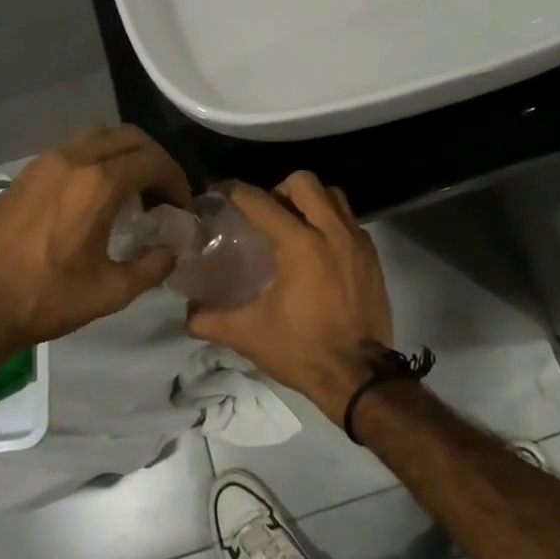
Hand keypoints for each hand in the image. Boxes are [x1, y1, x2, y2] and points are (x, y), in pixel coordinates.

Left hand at [0, 126, 190, 346]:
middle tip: (162, 193)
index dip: (176, 180)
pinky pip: (73, 147)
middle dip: (154, 159)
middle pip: (129, 137)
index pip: (153, 161)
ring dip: (124, 153)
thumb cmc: (45, 298)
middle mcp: (74, 159)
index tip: (181, 207)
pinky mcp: (27, 171)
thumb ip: (152, 266)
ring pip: (99, 135)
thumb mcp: (110, 292)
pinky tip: (95, 194)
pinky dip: (96, 157)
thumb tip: (175, 251)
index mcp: (98, 184)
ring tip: (131, 188)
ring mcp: (46, 161)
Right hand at [186, 172, 392, 425]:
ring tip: (294, 224)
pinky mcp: (372, 256)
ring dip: (310, 201)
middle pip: (304, 182)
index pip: (261, 202)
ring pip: (332, 196)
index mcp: (300, 244)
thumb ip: (210, 320)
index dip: (236, 192)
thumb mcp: (249, 335)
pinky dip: (331, 222)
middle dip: (279, 189)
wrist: (359, 376)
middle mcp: (331, 232)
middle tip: (266, 213)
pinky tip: (318, 249)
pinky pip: (350, 220)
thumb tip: (187, 312)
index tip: (221, 192)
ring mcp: (357, 241)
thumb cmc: (302, 350)